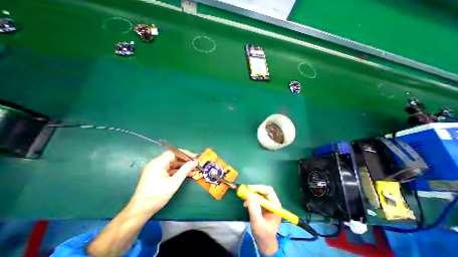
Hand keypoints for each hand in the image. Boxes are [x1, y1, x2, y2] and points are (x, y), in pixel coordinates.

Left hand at [129, 150, 199, 215]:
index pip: (174, 153)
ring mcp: (157, 169)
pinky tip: (188, 174)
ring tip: (194, 169)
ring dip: (183, 166)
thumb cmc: (157, 196)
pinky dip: (179, 171)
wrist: (141, 210)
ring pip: (173, 164)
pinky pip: (170, 170)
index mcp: (158, 163)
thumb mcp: (174, 182)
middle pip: (174, 158)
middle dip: (185, 160)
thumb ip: (185, 170)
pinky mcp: (158, 174)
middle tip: (195, 163)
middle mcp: (157, 163)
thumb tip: (194, 162)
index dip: (185, 154)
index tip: (194, 157)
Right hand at [245, 185, 280, 254]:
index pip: (268, 191)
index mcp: (275, 206)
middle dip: (254, 190)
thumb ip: (254, 208)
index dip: (258, 188)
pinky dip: (251, 198)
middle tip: (245, 191)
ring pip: (260, 193)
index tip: (248, 189)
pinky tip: (246, 203)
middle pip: (264, 190)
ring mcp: (268, 204)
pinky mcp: (263, 206)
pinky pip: (257, 198)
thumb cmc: (263, 235)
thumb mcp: (257, 222)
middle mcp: (273, 203)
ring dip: (251, 194)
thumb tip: (249, 194)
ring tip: (244, 198)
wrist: (265, 244)